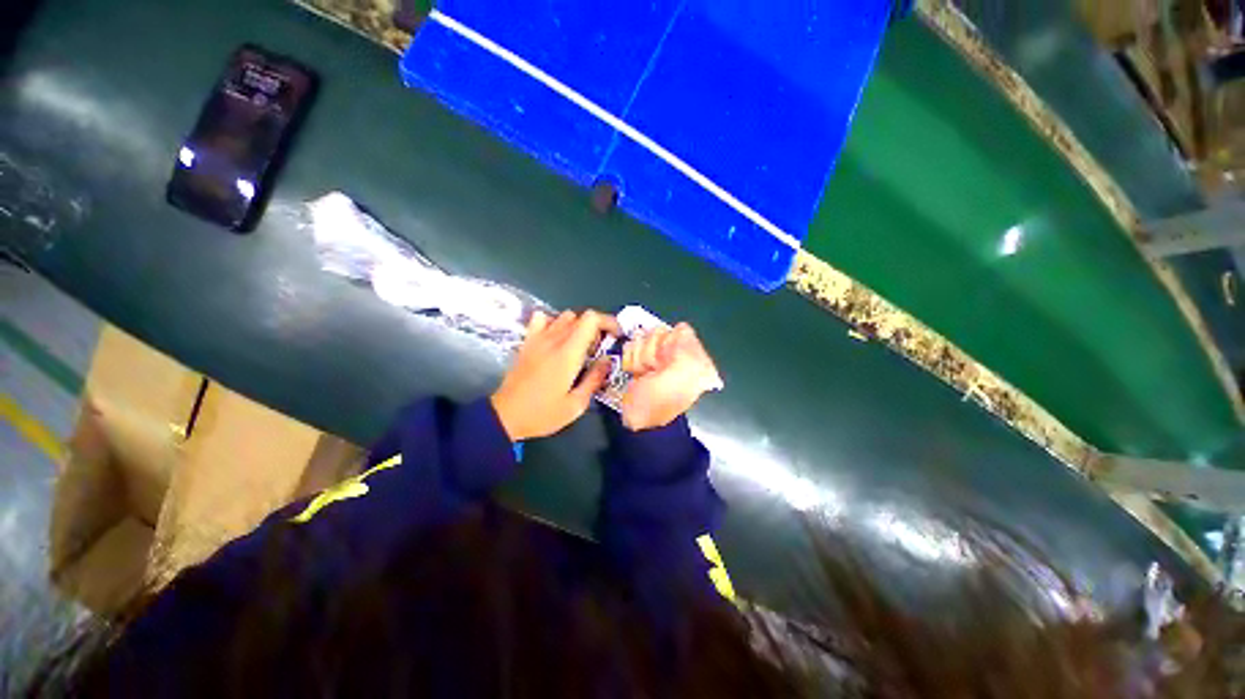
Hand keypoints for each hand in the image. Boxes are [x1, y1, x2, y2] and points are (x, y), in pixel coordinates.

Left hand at [491, 310, 619, 441]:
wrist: (505, 416)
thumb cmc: (543, 414)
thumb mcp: (576, 405)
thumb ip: (594, 379)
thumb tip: (607, 361)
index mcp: (568, 353)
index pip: (591, 319)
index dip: (608, 321)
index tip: (616, 336)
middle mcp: (553, 340)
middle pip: (580, 316)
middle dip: (596, 327)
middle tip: (599, 348)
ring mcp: (538, 339)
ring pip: (564, 316)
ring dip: (577, 326)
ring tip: (580, 345)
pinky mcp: (527, 342)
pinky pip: (541, 319)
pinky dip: (553, 323)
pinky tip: (556, 339)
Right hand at [619, 323, 721, 430]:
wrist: (637, 423)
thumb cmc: (660, 402)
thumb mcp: (681, 377)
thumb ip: (687, 348)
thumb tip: (682, 326)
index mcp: (693, 357)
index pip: (678, 330)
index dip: (668, 345)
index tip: (665, 362)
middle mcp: (676, 354)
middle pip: (657, 332)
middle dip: (651, 352)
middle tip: (653, 371)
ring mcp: (657, 357)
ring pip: (641, 338)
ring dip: (640, 359)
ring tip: (644, 376)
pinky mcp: (641, 361)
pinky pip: (631, 347)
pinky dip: (631, 361)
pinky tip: (636, 375)